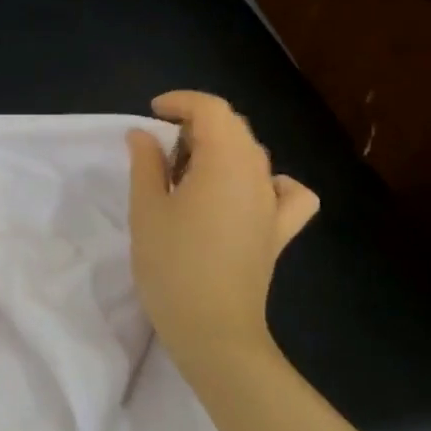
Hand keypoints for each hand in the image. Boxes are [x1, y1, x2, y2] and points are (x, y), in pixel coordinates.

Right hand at [127, 91, 319, 378]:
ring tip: (189, 171)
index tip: (152, 114)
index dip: (181, 102)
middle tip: (161, 146)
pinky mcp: (279, 231)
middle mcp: (257, 174)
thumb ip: (146, 164)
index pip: (211, 109)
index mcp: (224, 162)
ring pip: (254, 154)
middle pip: (234, 127)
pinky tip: (247, 194)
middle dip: (197, 123)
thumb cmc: (171, 264)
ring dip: (222, 148)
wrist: (213, 329)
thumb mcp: (146, 209)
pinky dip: (268, 182)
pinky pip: (287, 192)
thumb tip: (143, 134)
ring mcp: (274, 204)